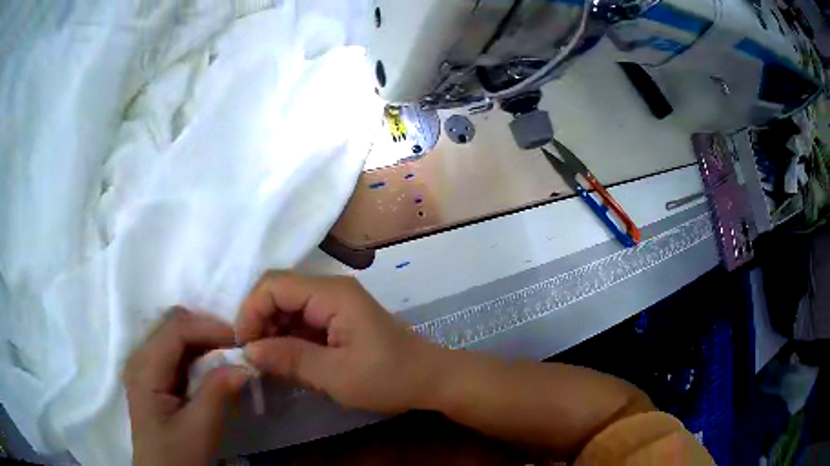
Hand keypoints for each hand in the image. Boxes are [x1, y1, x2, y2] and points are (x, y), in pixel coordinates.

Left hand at [124, 308, 249, 465]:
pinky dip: (196, 352)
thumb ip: (218, 392)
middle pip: (172, 325)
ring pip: (173, 334)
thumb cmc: (178, 455)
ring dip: (202, 339)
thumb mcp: (200, 428)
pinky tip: (211, 366)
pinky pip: (173, 351)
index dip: (208, 328)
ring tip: (228, 355)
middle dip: (206, 329)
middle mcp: (139, 358)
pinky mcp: (152, 376)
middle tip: (236, 347)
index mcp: (144, 369)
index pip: (175, 330)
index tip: (241, 340)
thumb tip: (244, 365)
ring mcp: (144, 366)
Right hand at [236, 271, 441, 412]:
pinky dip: (286, 338)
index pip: (274, 284)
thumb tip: (248, 350)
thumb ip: (290, 359)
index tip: (244, 346)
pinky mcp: (336, 320)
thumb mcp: (337, 375)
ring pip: (286, 307)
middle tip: (254, 357)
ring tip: (268, 362)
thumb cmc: (389, 378)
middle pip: (278, 292)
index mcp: (332, 294)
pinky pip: (300, 321)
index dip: (251, 311)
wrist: (430, 380)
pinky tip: (285, 360)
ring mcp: (334, 304)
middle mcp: (330, 290)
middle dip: (259, 321)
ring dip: (271, 331)